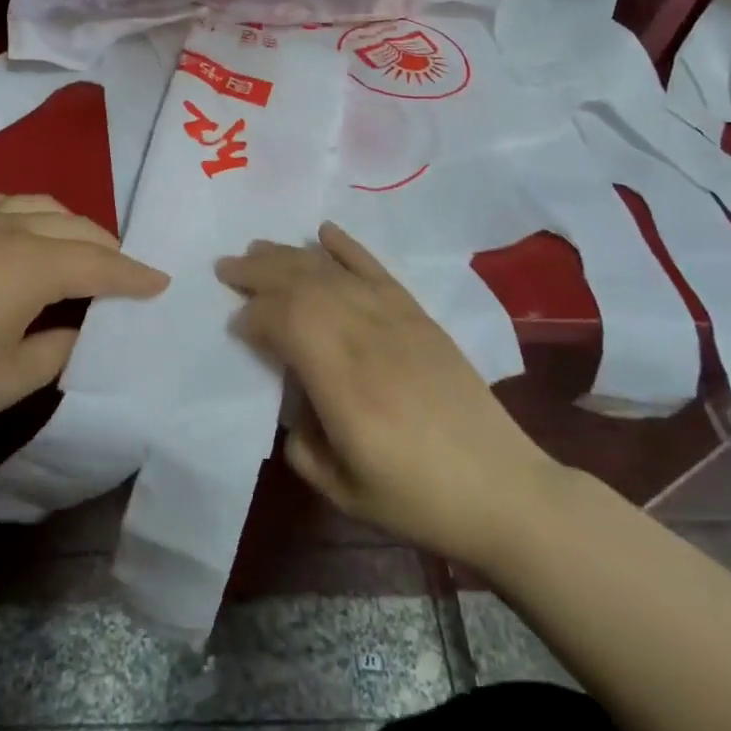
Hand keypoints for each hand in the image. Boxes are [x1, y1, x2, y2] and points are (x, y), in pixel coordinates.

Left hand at [0, 193, 168, 457]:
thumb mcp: (5, 381)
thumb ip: (56, 349)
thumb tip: (74, 326)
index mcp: (28, 266)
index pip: (99, 265)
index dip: (134, 276)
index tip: (160, 283)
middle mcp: (3, 227)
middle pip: (73, 227)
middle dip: (107, 248)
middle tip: (123, 273)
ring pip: (35, 204)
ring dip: (68, 224)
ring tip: (77, 249)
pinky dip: (22, 213)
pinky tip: (17, 231)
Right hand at [216, 222, 561, 568]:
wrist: (503, 489)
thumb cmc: (418, 498)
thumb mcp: (342, 491)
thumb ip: (301, 444)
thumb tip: (291, 403)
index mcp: (343, 382)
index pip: (285, 322)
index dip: (253, 316)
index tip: (235, 326)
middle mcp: (366, 337)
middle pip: (303, 285)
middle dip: (259, 271)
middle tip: (226, 267)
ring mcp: (396, 319)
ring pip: (333, 271)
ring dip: (291, 255)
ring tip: (258, 247)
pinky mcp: (418, 315)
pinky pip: (376, 269)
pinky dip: (347, 247)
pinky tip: (324, 232)